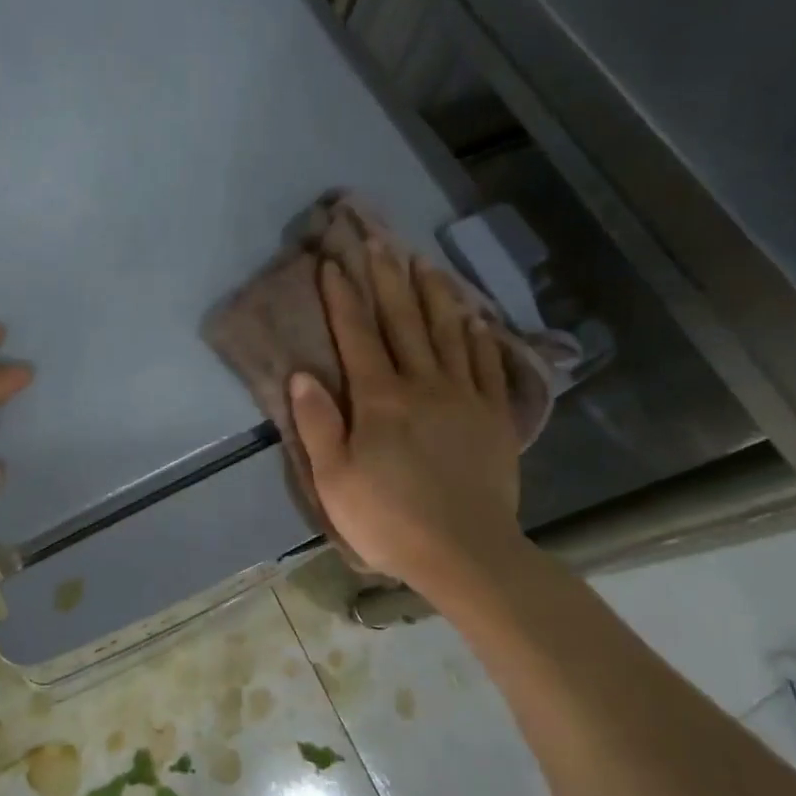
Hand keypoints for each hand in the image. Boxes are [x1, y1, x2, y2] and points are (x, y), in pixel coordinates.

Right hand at [289, 252, 524, 599]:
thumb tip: (301, 374)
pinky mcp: (494, 416)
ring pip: (448, 332)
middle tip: (379, 241)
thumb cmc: (389, 520)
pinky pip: (486, 364)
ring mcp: (464, 396)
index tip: (332, 263)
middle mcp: (423, 384)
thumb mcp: (334, 480)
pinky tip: (474, 317)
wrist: (467, 553)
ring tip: (425, 263)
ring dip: (435, 294)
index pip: (356, 335)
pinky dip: (478, 336)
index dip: (342, 297)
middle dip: (387, 279)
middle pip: (403, 321)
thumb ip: (318, 424)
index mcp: (379, 399)